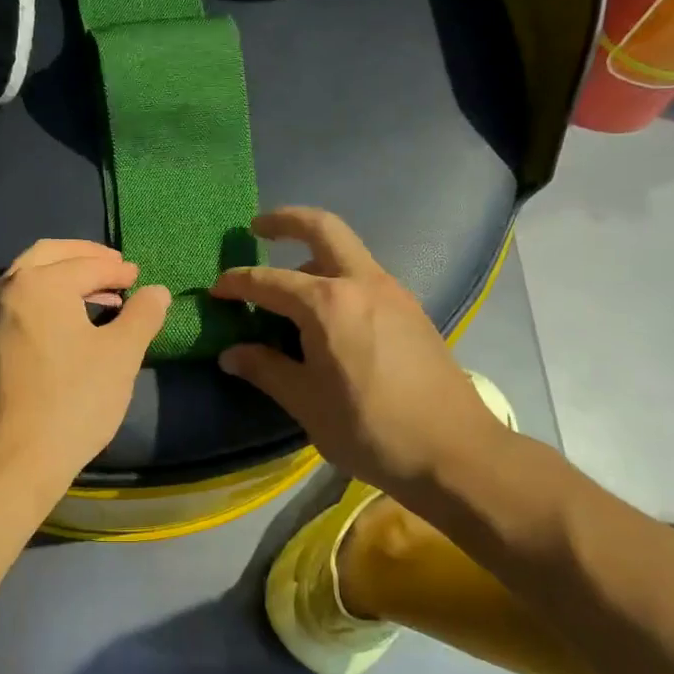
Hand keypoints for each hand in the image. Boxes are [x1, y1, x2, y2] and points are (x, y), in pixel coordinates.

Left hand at [0, 239, 170, 491]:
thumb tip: (156, 291)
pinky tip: (59, 326)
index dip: (117, 270)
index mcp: (39, 283)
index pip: (86, 264)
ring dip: (59, 278)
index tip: (137, 278)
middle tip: (112, 267)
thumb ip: (142, 316)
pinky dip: (39, 301)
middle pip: (47, 256)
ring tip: (92, 296)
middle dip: (82, 257)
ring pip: (24, 280)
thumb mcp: (120, 356)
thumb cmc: (72, 402)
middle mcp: (4, 290)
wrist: (8, 463)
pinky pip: (11, 307)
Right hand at [210, 208, 515, 495]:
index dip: (237, 283)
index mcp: (328, 304)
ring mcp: (392, 292)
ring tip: (289, 284)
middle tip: (258, 227)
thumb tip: (231, 354)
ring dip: (313, 252)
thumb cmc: (371, 429)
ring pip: (347, 251)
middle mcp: (361, 283)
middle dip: (286, 220)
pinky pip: (364, 275)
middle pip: (322, 227)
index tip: (216, 290)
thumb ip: (266, 370)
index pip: (268, 281)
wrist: (457, 453)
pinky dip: (337, 276)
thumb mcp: (306, 404)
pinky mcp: (410, 309)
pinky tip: (328, 313)